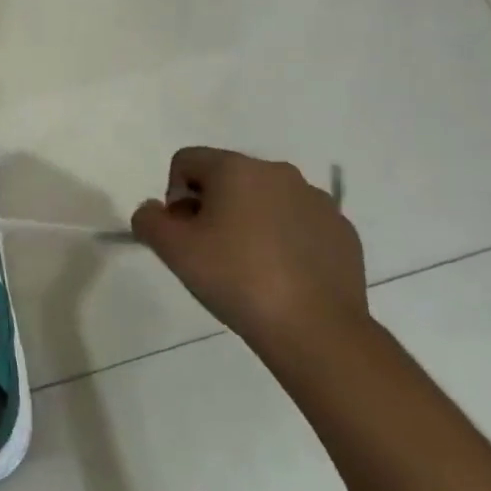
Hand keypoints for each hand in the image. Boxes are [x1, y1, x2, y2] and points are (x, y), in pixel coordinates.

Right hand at [130, 147, 367, 362]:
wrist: (316, 329)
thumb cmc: (236, 278)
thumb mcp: (172, 249)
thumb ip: (149, 220)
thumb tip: (155, 211)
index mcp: (236, 168)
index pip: (186, 161)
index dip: (174, 195)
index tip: (184, 234)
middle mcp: (279, 173)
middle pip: (226, 178)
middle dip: (211, 207)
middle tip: (210, 252)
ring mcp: (317, 202)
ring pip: (264, 200)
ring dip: (247, 222)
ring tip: (247, 268)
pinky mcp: (342, 232)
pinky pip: (298, 224)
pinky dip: (282, 241)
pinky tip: (281, 277)